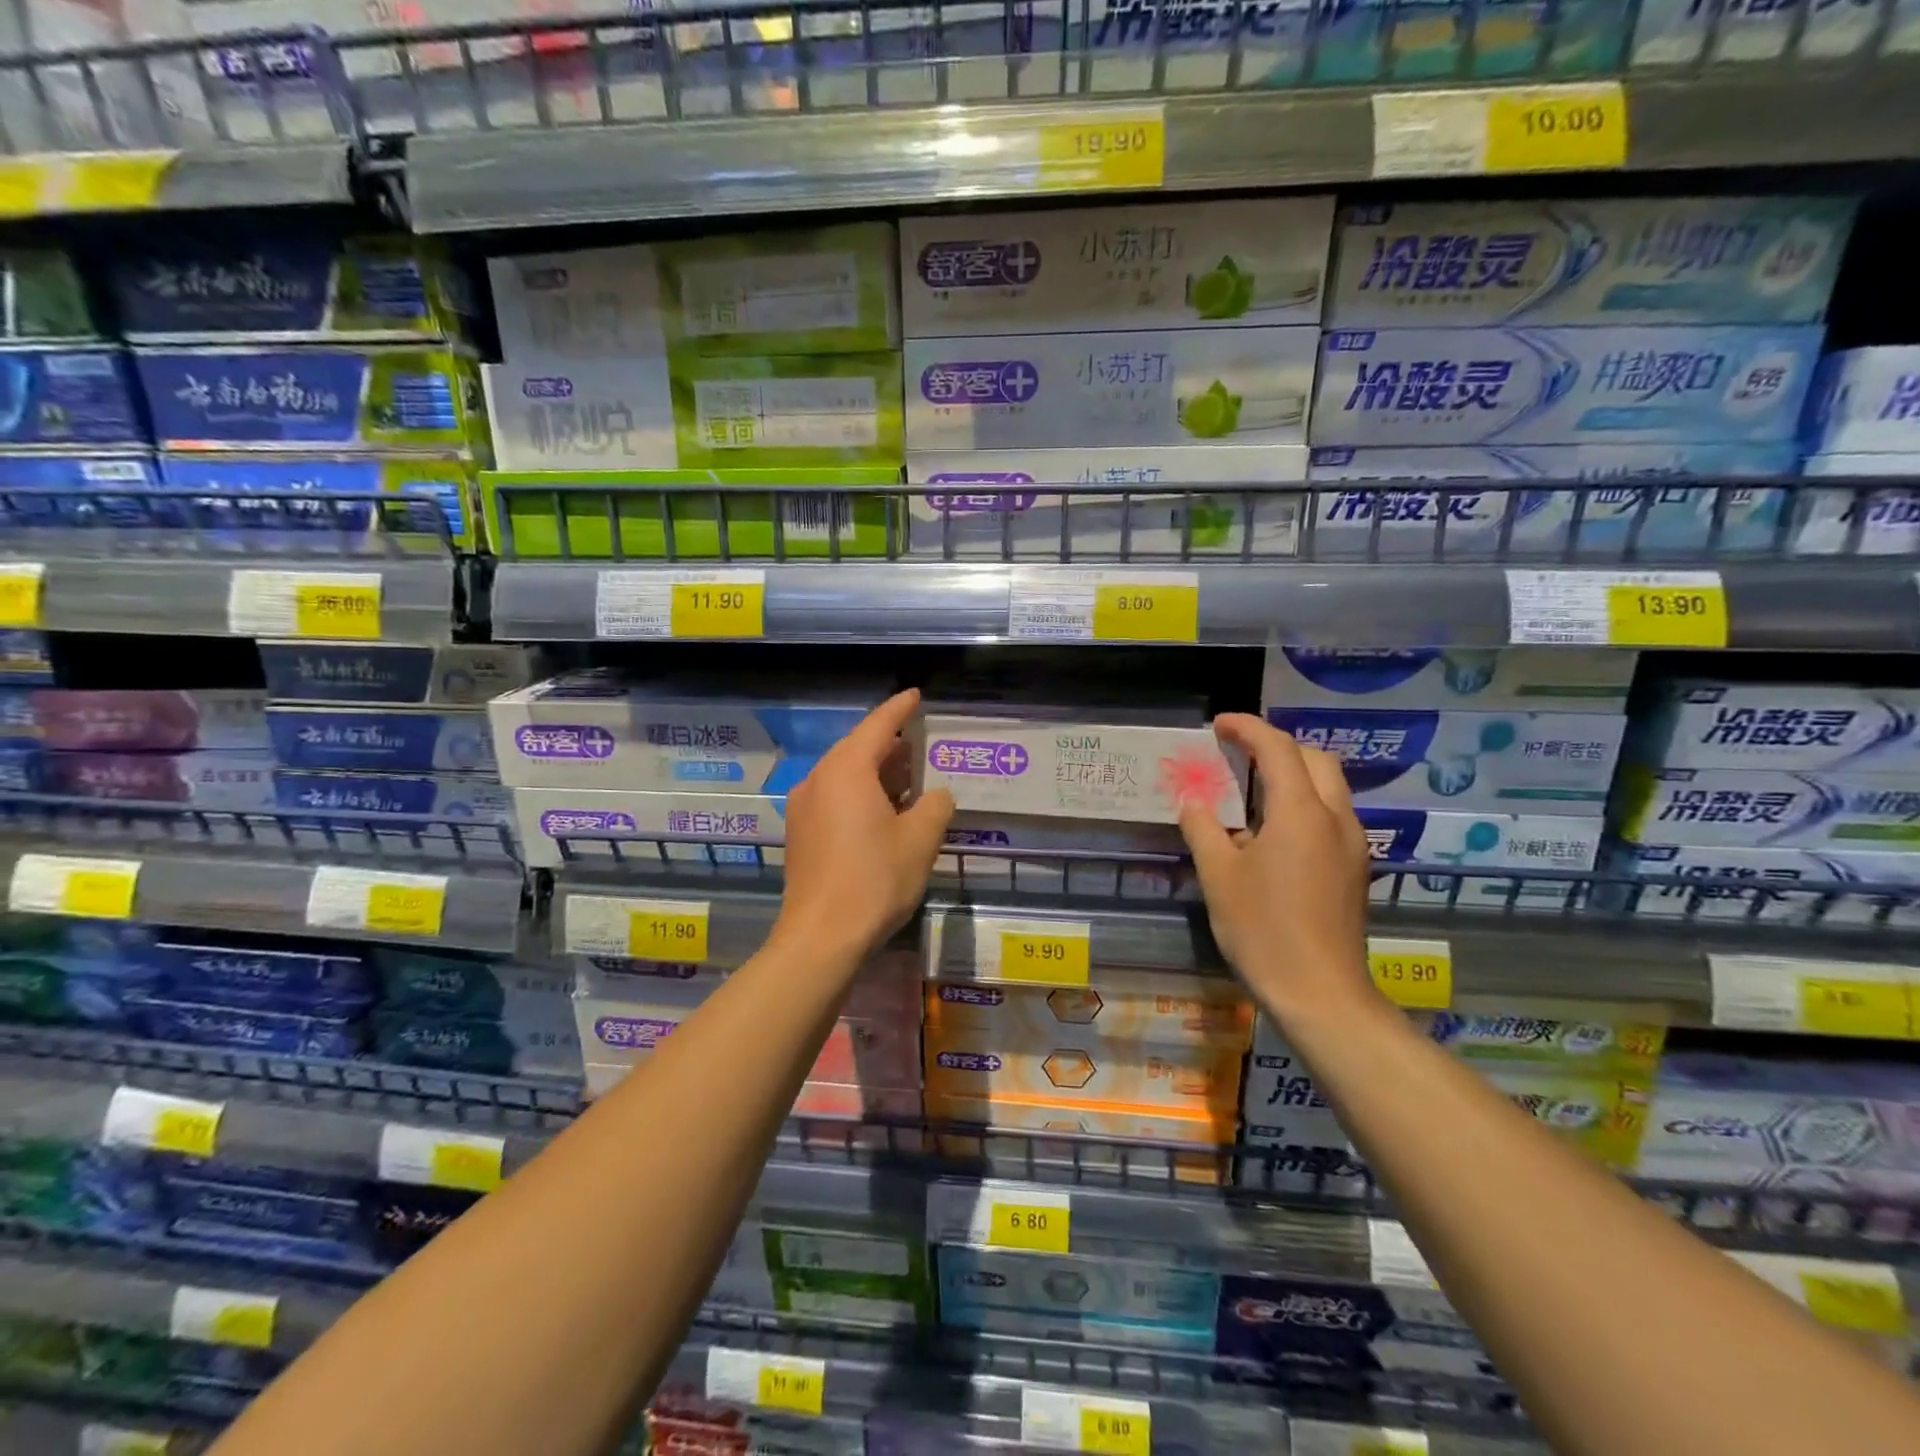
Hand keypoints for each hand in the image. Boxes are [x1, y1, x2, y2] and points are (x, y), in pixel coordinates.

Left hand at [775, 689, 954, 962]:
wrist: (821, 937)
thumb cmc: (874, 880)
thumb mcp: (919, 840)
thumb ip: (935, 806)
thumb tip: (936, 795)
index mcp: (846, 770)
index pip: (878, 726)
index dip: (900, 709)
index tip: (915, 695)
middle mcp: (818, 779)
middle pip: (858, 749)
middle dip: (891, 747)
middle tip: (923, 747)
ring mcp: (803, 807)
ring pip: (845, 776)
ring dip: (877, 775)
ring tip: (910, 782)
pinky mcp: (800, 833)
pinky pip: (834, 798)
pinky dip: (860, 795)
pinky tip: (884, 814)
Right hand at [1178, 713, 1378, 1024]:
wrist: (1321, 993)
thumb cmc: (1263, 930)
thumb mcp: (1219, 876)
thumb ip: (1203, 829)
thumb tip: (1193, 802)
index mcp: (1301, 813)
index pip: (1278, 749)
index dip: (1247, 728)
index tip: (1218, 724)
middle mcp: (1336, 819)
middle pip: (1314, 759)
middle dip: (1277, 746)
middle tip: (1238, 755)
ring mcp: (1352, 845)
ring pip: (1329, 787)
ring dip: (1294, 774)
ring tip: (1252, 790)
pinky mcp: (1356, 869)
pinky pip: (1332, 815)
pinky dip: (1304, 803)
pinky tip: (1274, 832)